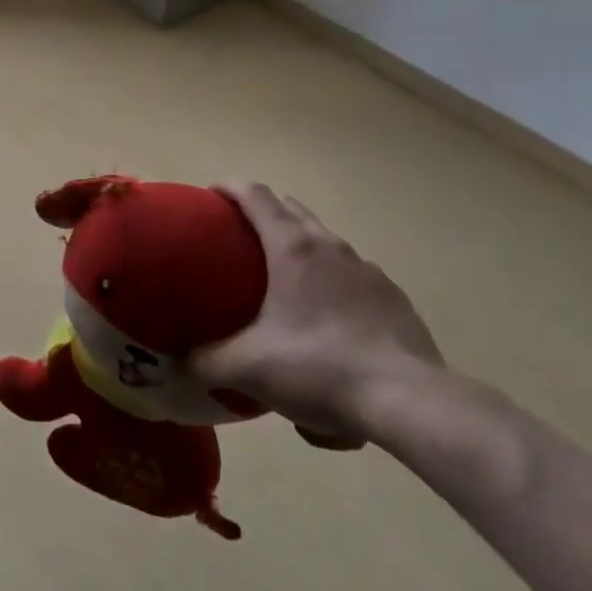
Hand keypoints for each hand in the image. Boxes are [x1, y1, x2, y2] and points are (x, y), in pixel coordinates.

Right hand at [188, 183, 443, 449]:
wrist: (411, 403)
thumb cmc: (320, 368)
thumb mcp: (249, 368)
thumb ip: (206, 361)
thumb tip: (181, 360)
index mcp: (292, 246)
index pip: (254, 194)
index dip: (229, 188)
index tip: (210, 197)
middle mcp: (330, 246)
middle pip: (291, 209)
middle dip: (265, 212)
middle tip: (242, 240)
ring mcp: (368, 270)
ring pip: (326, 242)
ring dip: (302, 249)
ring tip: (288, 286)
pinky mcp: (395, 299)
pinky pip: (354, 278)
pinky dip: (335, 286)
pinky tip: (331, 326)